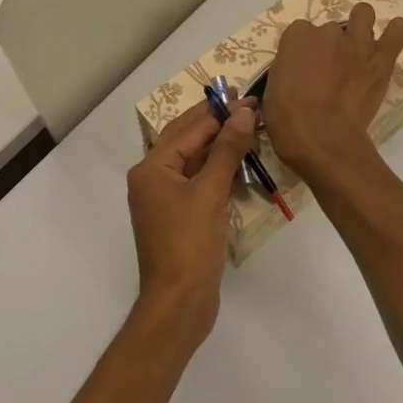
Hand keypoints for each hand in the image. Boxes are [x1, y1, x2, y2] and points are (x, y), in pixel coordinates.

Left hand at [126, 99, 257, 344]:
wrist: (178, 304)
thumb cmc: (189, 245)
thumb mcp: (210, 193)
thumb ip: (227, 150)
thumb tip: (244, 112)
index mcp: (151, 168)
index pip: (188, 129)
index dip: (219, 112)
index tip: (247, 97)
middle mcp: (152, 178)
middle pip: (188, 141)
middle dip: (218, 125)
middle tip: (249, 106)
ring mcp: (165, 200)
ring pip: (194, 162)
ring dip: (221, 148)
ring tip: (250, 130)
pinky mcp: (179, 217)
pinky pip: (199, 184)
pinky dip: (218, 173)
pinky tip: (241, 166)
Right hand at [262, 2, 402, 181]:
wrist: (322, 138)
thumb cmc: (287, 119)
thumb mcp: (273, 88)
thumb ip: (289, 70)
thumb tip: (299, 73)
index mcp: (296, 36)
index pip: (300, 32)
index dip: (302, 51)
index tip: (303, 68)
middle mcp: (326, 31)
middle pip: (330, 28)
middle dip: (330, 45)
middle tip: (330, 68)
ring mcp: (356, 42)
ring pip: (364, 15)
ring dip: (361, 27)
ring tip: (359, 48)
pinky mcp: (381, 59)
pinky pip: (398, 32)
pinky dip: (396, 32)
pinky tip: (391, 39)